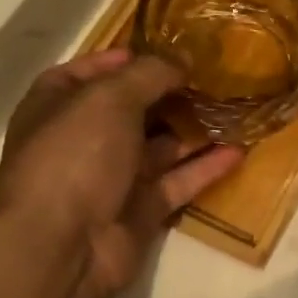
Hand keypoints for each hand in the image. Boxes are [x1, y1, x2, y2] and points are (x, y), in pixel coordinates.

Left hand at [0, 49, 242, 297]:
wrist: (61, 247)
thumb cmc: (75, 156)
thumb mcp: (109, 99)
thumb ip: (149, 73)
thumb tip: (183, 59)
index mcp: (58, 105)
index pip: (89, 72)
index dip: (124, 59)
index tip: (168, 51)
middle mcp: (84, 139)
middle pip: (132, 109)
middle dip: (171, 93)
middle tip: (215, 78)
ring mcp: (113, 177)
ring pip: (161, 146)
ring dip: (195, 129)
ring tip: (235, 109)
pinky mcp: (141, 209)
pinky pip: (178, 181)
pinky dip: (206, 167)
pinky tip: (239, 150)